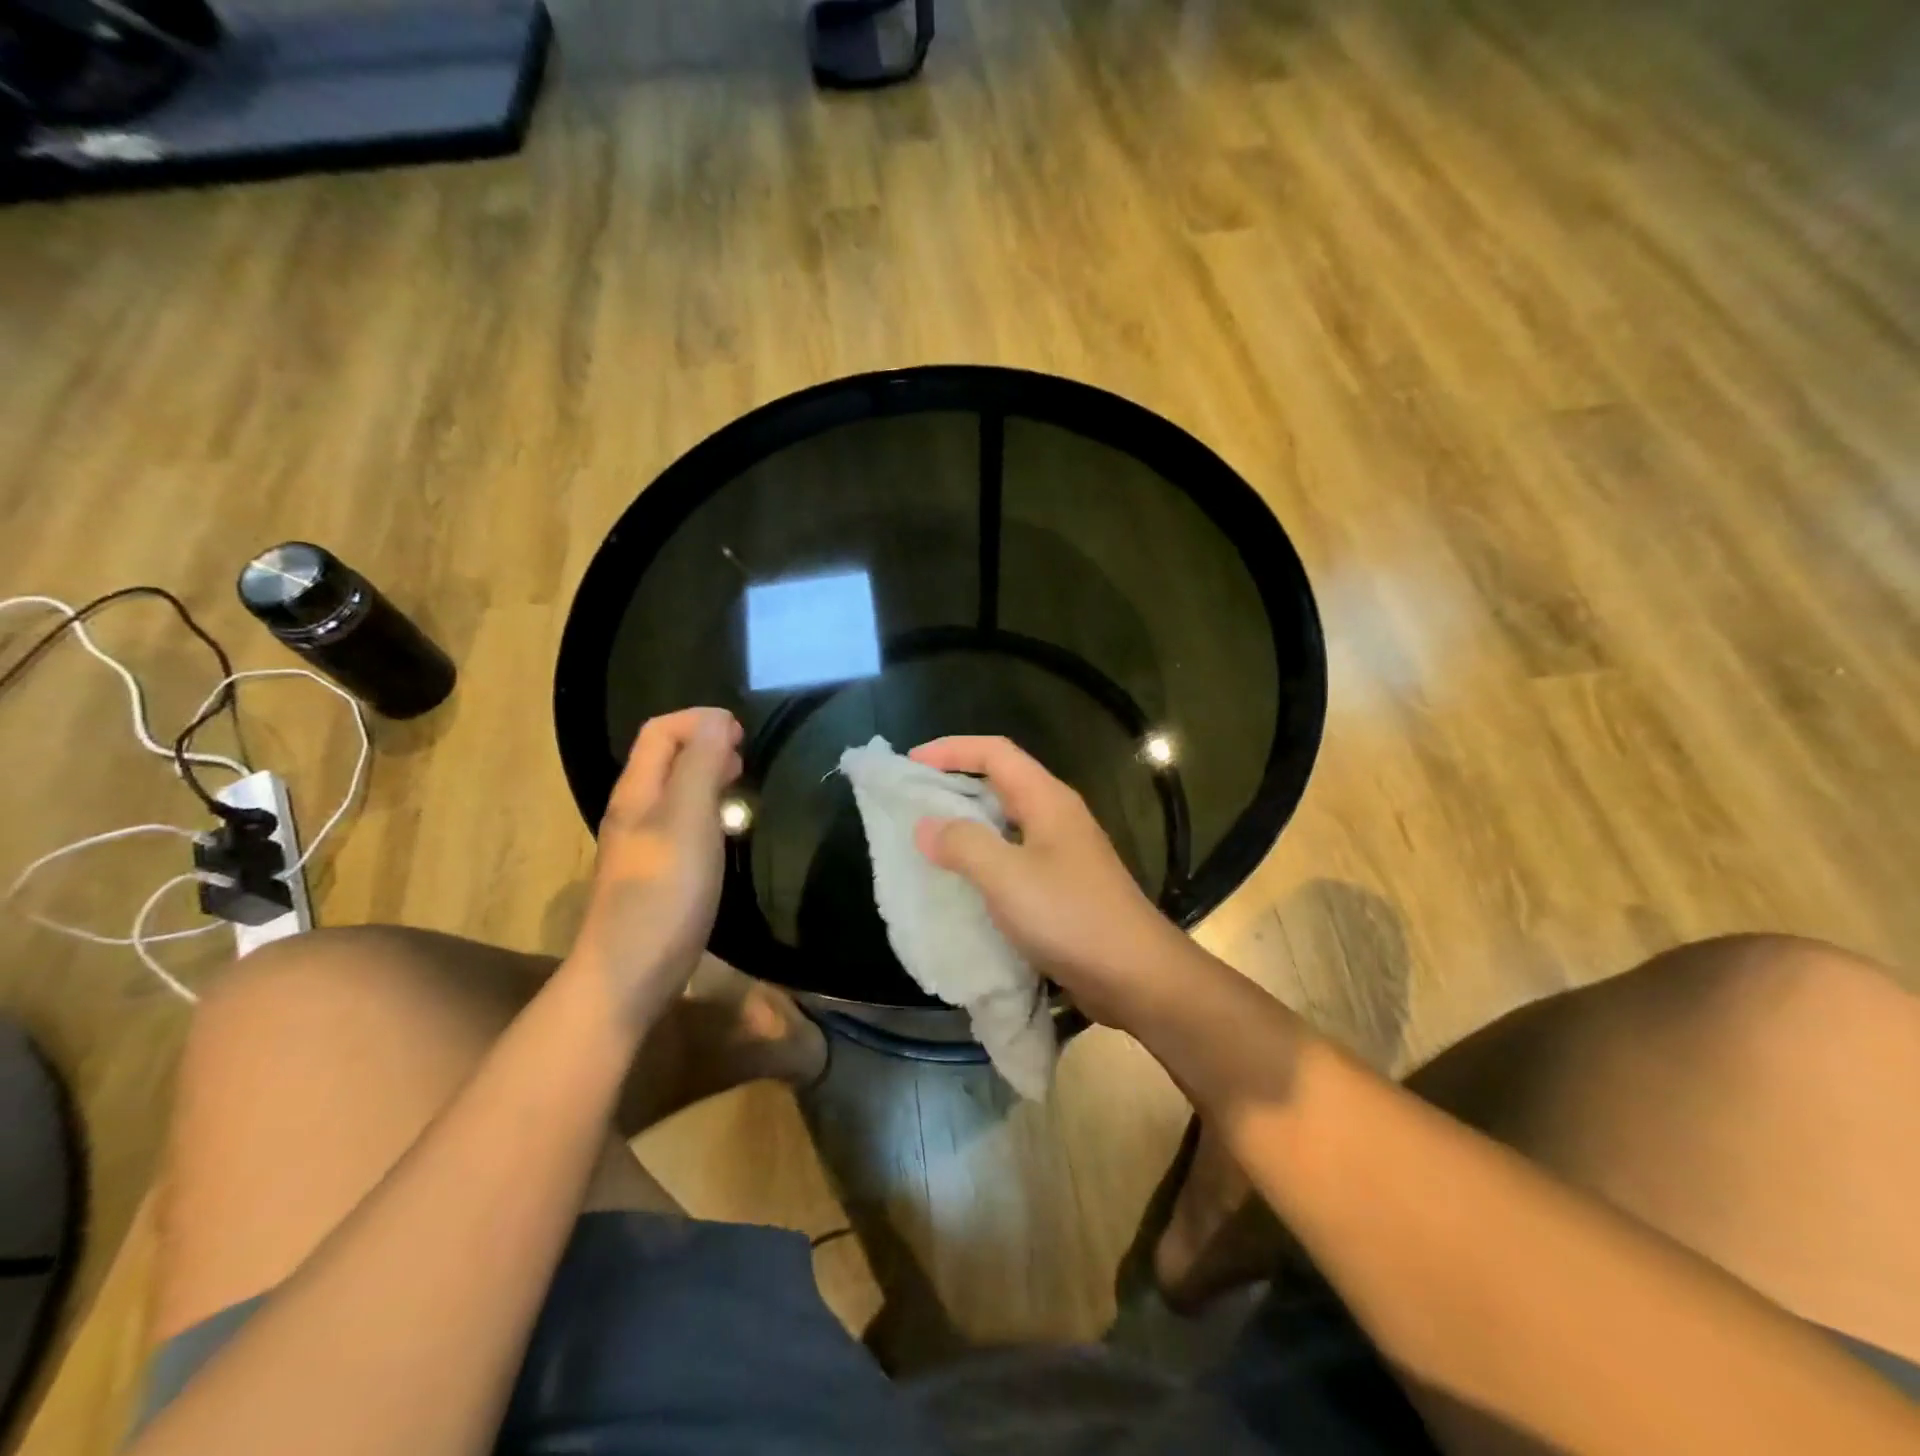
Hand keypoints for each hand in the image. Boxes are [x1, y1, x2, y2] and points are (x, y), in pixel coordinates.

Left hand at [575, 708, 742, 1019]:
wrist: (629, 975)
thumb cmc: (663, 892)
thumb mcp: (688, 820)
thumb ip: (701, 765)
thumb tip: (716, 720)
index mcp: (637, 791)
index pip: (659, 732)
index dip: (698, 720)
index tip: (741, 733)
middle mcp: (634, 811)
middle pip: (664, 758)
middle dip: (705, 744)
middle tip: (745, 756)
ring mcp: (642, 845)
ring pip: (675, 792)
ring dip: (708, 776)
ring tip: (742, 785)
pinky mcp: (656, 874)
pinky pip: (682, 823)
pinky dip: (708, 810)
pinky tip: (727, 831)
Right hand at [909, 736, 1196, 1029]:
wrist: (1136, 975)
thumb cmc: (1071, 917)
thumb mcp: (1007, 877)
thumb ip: (963, 845)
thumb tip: (926, 826)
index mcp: (1047, 799)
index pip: (995, 753)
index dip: (952, 749)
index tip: (911, 762)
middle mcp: (1057, 816)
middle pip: (1001, 781)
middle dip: (956, 784)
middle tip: (913, 800)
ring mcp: (1063, 852)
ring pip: (1006, 822)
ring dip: (968, 824)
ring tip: (927, 838)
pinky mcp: (1063, 886)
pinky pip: (1014, 857)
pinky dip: (983, 859)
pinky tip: (962, 881)